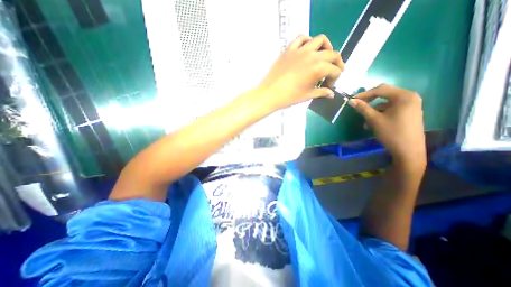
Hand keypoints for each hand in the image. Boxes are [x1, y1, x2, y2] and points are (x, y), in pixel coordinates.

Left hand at [257, 34, 344, 111]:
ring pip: (320, 40)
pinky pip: (301, 38)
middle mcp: (312, 56)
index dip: (334, 78)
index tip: (329, 86)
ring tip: (324, 56)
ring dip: (326, 47)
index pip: (334, 70)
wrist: (270, 94)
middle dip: (336, 63)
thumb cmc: (288, 97)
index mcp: (318, 68)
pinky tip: (308, 49)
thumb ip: (321, 92)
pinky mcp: (289, 49)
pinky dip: (308, 41)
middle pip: (332, 54)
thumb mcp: (307, 96)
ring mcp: (300, 50)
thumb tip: (331, 94)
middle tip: (334, 72)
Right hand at [349, 84, 425, 168]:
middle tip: (358, 105)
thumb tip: (351, 100)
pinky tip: (373, 123)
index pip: (380, 90)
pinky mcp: (409, 112)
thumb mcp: (374, 120)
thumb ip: (363, 108)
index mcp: (404, 96)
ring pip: (387, 102)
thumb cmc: (391, 133)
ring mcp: (411, 105)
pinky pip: (392, 108)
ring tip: (365, 120)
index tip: (352, 100)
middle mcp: (410, 97)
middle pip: (385, 94)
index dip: (364, 94)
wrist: (409, 151)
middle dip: (370, 100)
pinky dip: (381, 113)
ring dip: (374, 109)